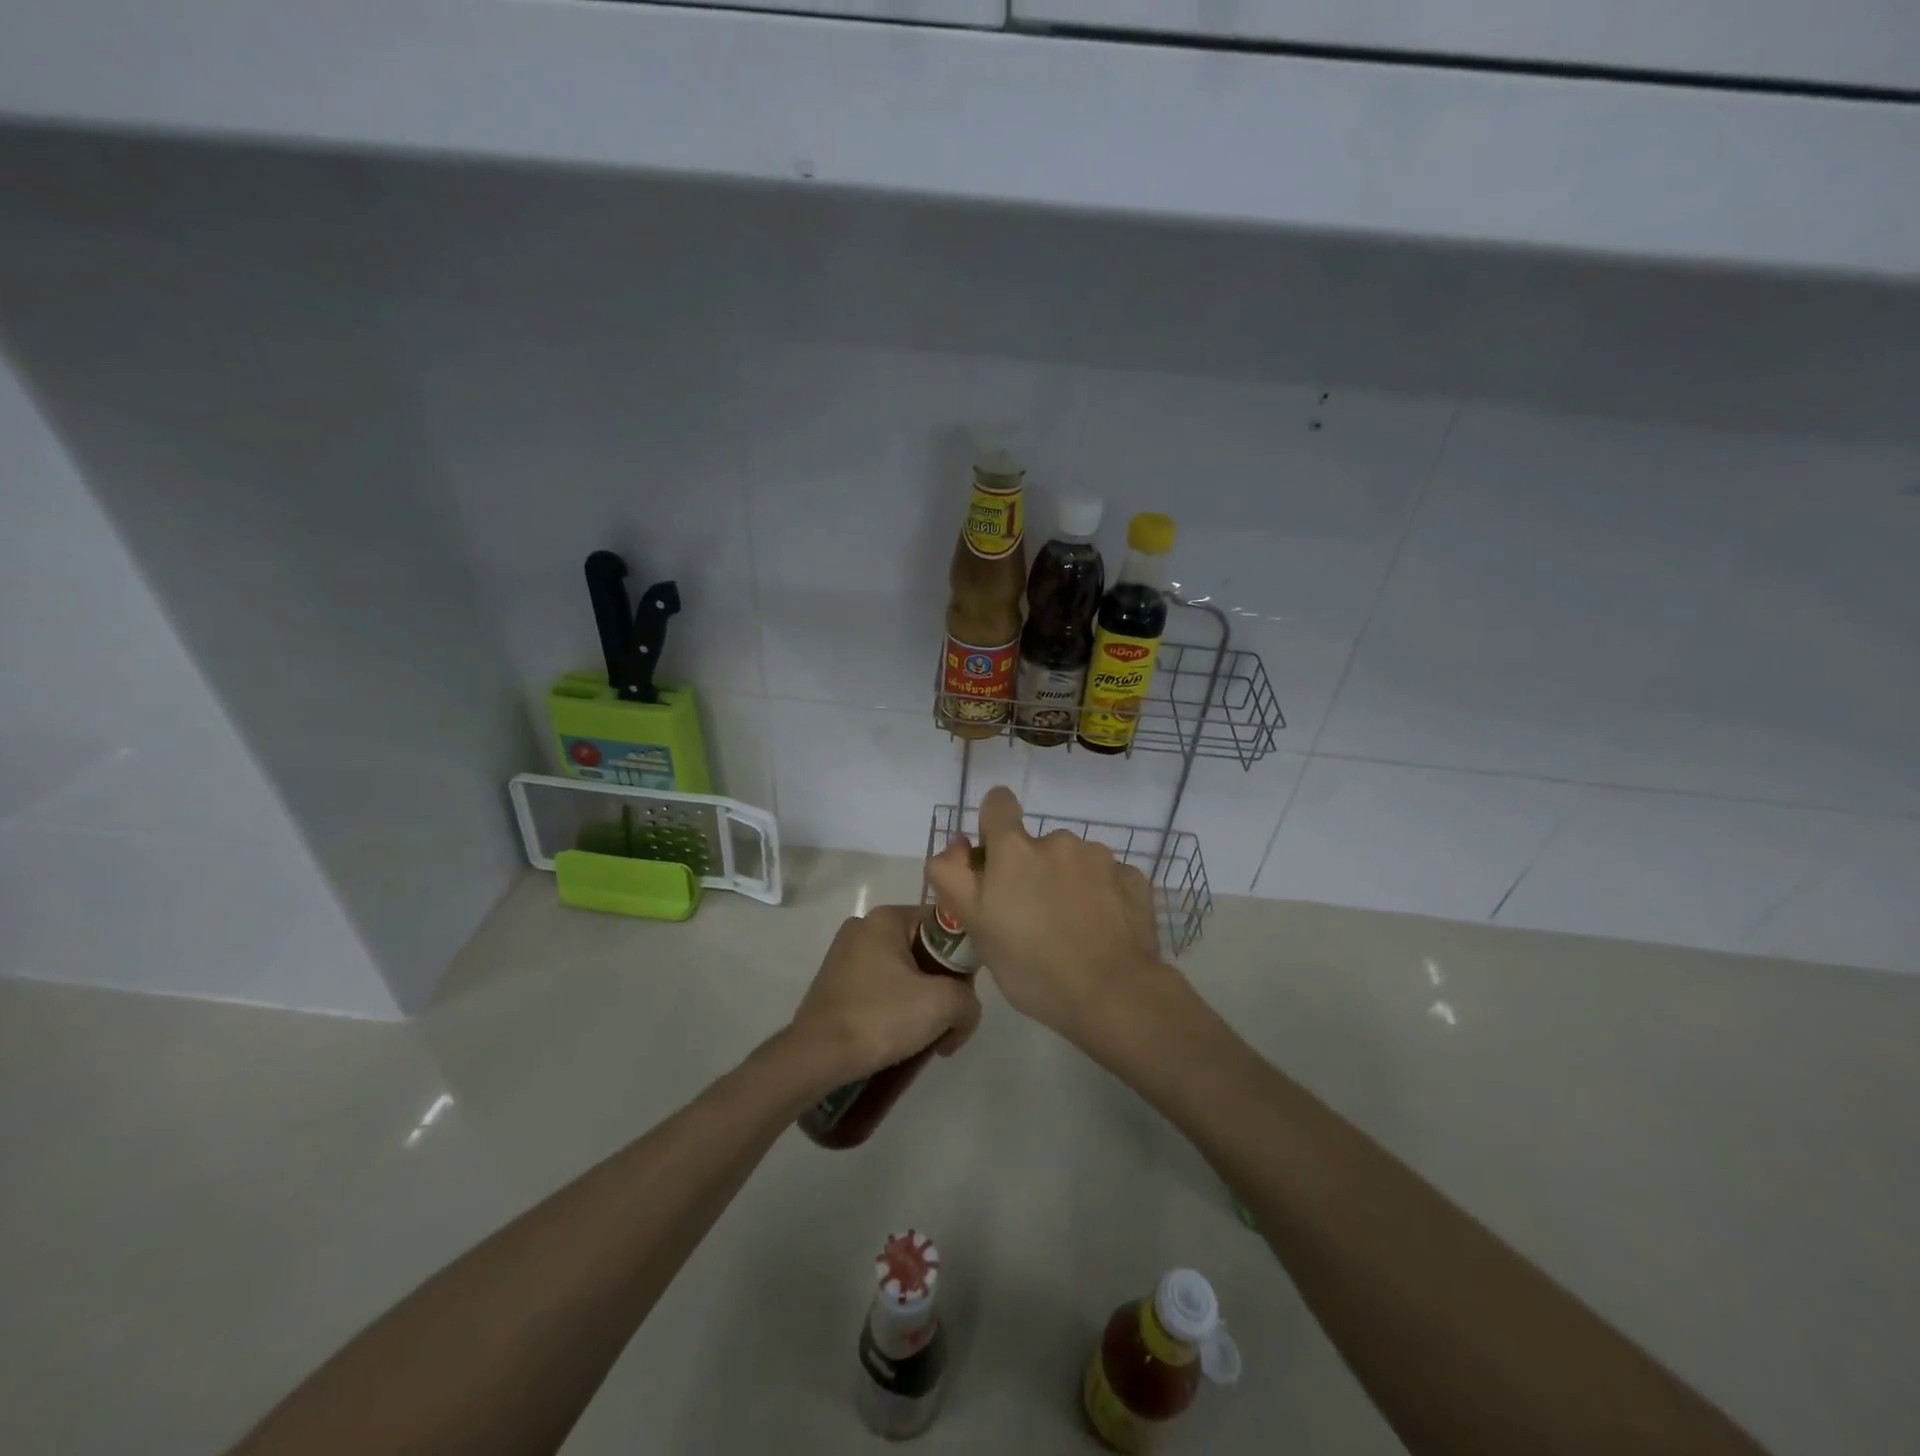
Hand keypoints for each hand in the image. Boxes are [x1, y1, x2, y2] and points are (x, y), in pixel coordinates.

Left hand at [788, 904, 982, 1086]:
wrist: (816, 1058)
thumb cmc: (880, 1019)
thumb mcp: (942, 1004)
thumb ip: (969, 1000)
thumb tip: (963, 1011)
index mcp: (887, 918)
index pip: (944, 926)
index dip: (963, 961)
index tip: (963, 996)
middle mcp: (864, 926)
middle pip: (925, 950)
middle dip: (943, 988)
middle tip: (947, 1025)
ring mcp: (846, 954)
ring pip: (905, 971)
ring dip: (922, 1002)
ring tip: (923, 1038)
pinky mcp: (836, 982)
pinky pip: (882, 986)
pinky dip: (897, 1007)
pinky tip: (898, 1036)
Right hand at [925, 786, 1165, 1045]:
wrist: (1112, 995)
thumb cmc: (1032, 966)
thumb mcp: (974, 926)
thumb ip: (952, 875)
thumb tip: (957, 844)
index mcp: (1015, 849)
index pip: (998, 803)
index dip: (993, 826)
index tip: (996, 862)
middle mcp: (1058, 840)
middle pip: (1036, 844)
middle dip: (1032, 871)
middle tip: (1033, 919)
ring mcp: (1101, 857)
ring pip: (1073, 861)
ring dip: (1067, 883)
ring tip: (1071, 930)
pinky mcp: (1133, 878)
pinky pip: (1107, 878)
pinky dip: (1101, 896)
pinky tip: (1101, 931)